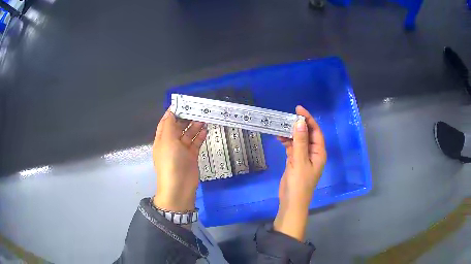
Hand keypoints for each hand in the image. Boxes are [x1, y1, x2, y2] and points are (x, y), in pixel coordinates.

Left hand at [152, 110, 206, 211]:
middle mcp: (171, 143)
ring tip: (204, 117)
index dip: (172, 112)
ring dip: (195, 126)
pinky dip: (200, 136)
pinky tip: (206, 130)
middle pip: (178, 127)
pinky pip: (196, 143)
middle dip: (186, 118)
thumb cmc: (170, 162)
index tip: (183, 103)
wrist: (179, 187)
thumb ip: (170, 125)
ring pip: (188, 134)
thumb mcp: (167, 140)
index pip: (166, 122)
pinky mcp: (191, 156)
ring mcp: (182, 150)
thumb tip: (171, 111)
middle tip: (197, 109)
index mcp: (162, 139)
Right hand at [273, 105, 326, 240]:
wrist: (291, 202)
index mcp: (319, 152)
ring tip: (280, 125)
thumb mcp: (300, 161)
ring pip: (299, 140)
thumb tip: (300, 122)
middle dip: (298, 124)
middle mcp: (313, 152)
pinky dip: (286, 142)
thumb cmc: (299, 183)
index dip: (308, 119)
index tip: (298, 108)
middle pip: (307, 134)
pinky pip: (292, 147)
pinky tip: (279, 137)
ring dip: (291, 133)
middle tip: (287, 115)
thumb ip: (300, 141)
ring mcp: (304, 157)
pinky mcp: (295, 161)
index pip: (316, 131)